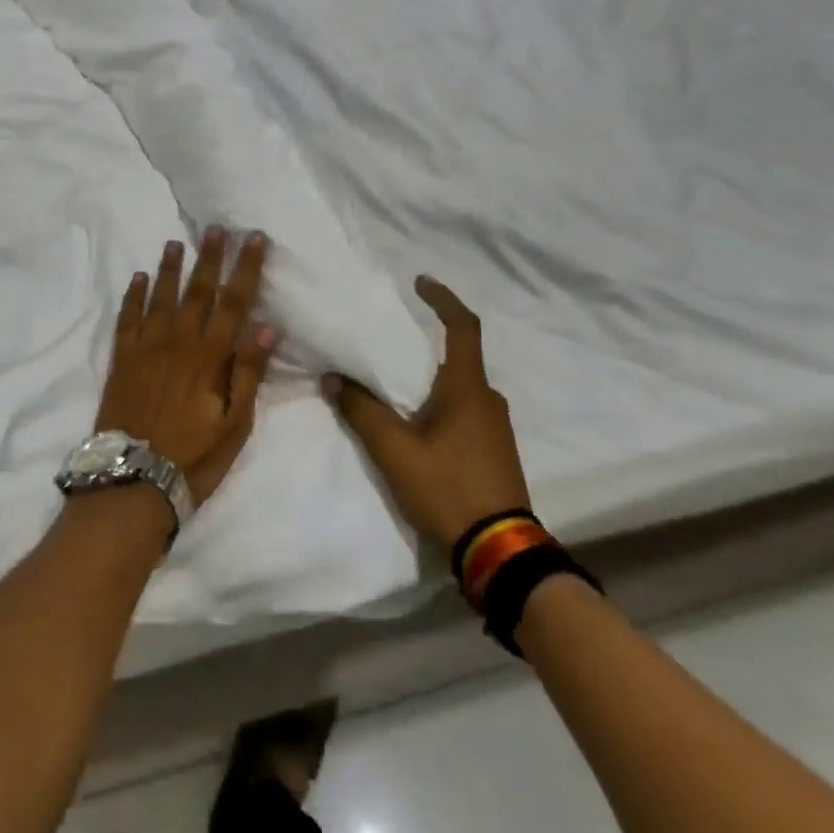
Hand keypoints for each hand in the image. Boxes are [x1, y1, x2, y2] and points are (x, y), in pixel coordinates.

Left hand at [96, 229, 279, 506]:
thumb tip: (266, 327)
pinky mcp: (122, 359)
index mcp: (210, 356)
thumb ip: (248, 373)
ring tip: (176, 242)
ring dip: (169, 268)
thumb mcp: (235, 424)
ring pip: (160, 296)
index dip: (246, 268)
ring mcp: (146, 348)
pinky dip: (133, 296)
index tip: (254, 238)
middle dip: (210, 257)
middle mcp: (179, 341)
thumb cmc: (194, 456)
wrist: (132, 480)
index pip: (234, 302)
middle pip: (198, 290)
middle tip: (216, 228)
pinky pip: (127, 318)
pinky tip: (137, 278)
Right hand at [323, 276, 530, 549]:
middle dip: (423, 346)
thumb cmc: (449, 489)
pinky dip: (437, 403)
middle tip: (385, 345)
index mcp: (468, 389)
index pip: (463, 327)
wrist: (500, 549)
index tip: (420, 282)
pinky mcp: (493, 449)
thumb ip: (363, 412)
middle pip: (456, 357)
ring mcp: (495, 426)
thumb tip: (334, 378)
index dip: (443, 299)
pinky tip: (413, 423)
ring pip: (457, 387)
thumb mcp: (396, 452)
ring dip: (427, 379)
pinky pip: (463, 410)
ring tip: (390, 386)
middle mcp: (487, 399)